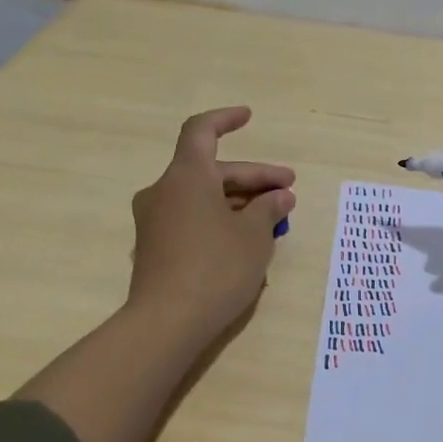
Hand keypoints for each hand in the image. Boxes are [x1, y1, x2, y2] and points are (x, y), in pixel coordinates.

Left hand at [127, 107, 295, 346]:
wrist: (166, 323)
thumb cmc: (216, 267)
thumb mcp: (254, 235)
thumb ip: (268, 209)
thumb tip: (280, 197)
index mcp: (186, 176)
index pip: (201, 131)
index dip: (226, 119)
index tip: (249, 118)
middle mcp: (164, 191)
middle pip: (212, 170)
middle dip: (253, 179)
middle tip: (288, 191)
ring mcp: (155, 221)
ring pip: (203, 196)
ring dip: (238, 201)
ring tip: (275, 219)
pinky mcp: (155, 248)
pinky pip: (192, 219)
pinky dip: (219, 219)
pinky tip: (246, 240)